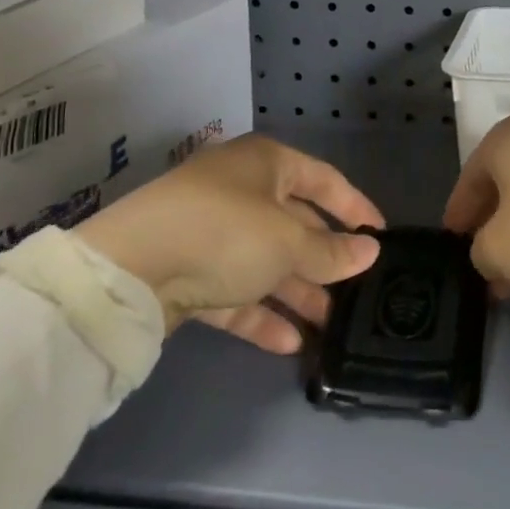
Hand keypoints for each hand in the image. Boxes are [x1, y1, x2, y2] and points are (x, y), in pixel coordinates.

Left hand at [75, 134, 382, 353]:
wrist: (128, 270)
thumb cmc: (225, 233)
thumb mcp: (288, 243)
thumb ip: (331, 251)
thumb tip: (371, 251)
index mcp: (266, 164)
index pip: (323, 179)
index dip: (354, 206)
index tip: (381, 236)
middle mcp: (240, 191)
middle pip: (294, 224)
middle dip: (324, 260)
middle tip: (356, 291)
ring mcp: (211, 232)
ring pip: (266, 262)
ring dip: (297, 293)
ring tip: (330, 326)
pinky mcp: (188, 272)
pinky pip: (235, 290)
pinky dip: (261, 313)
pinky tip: (290, 344)